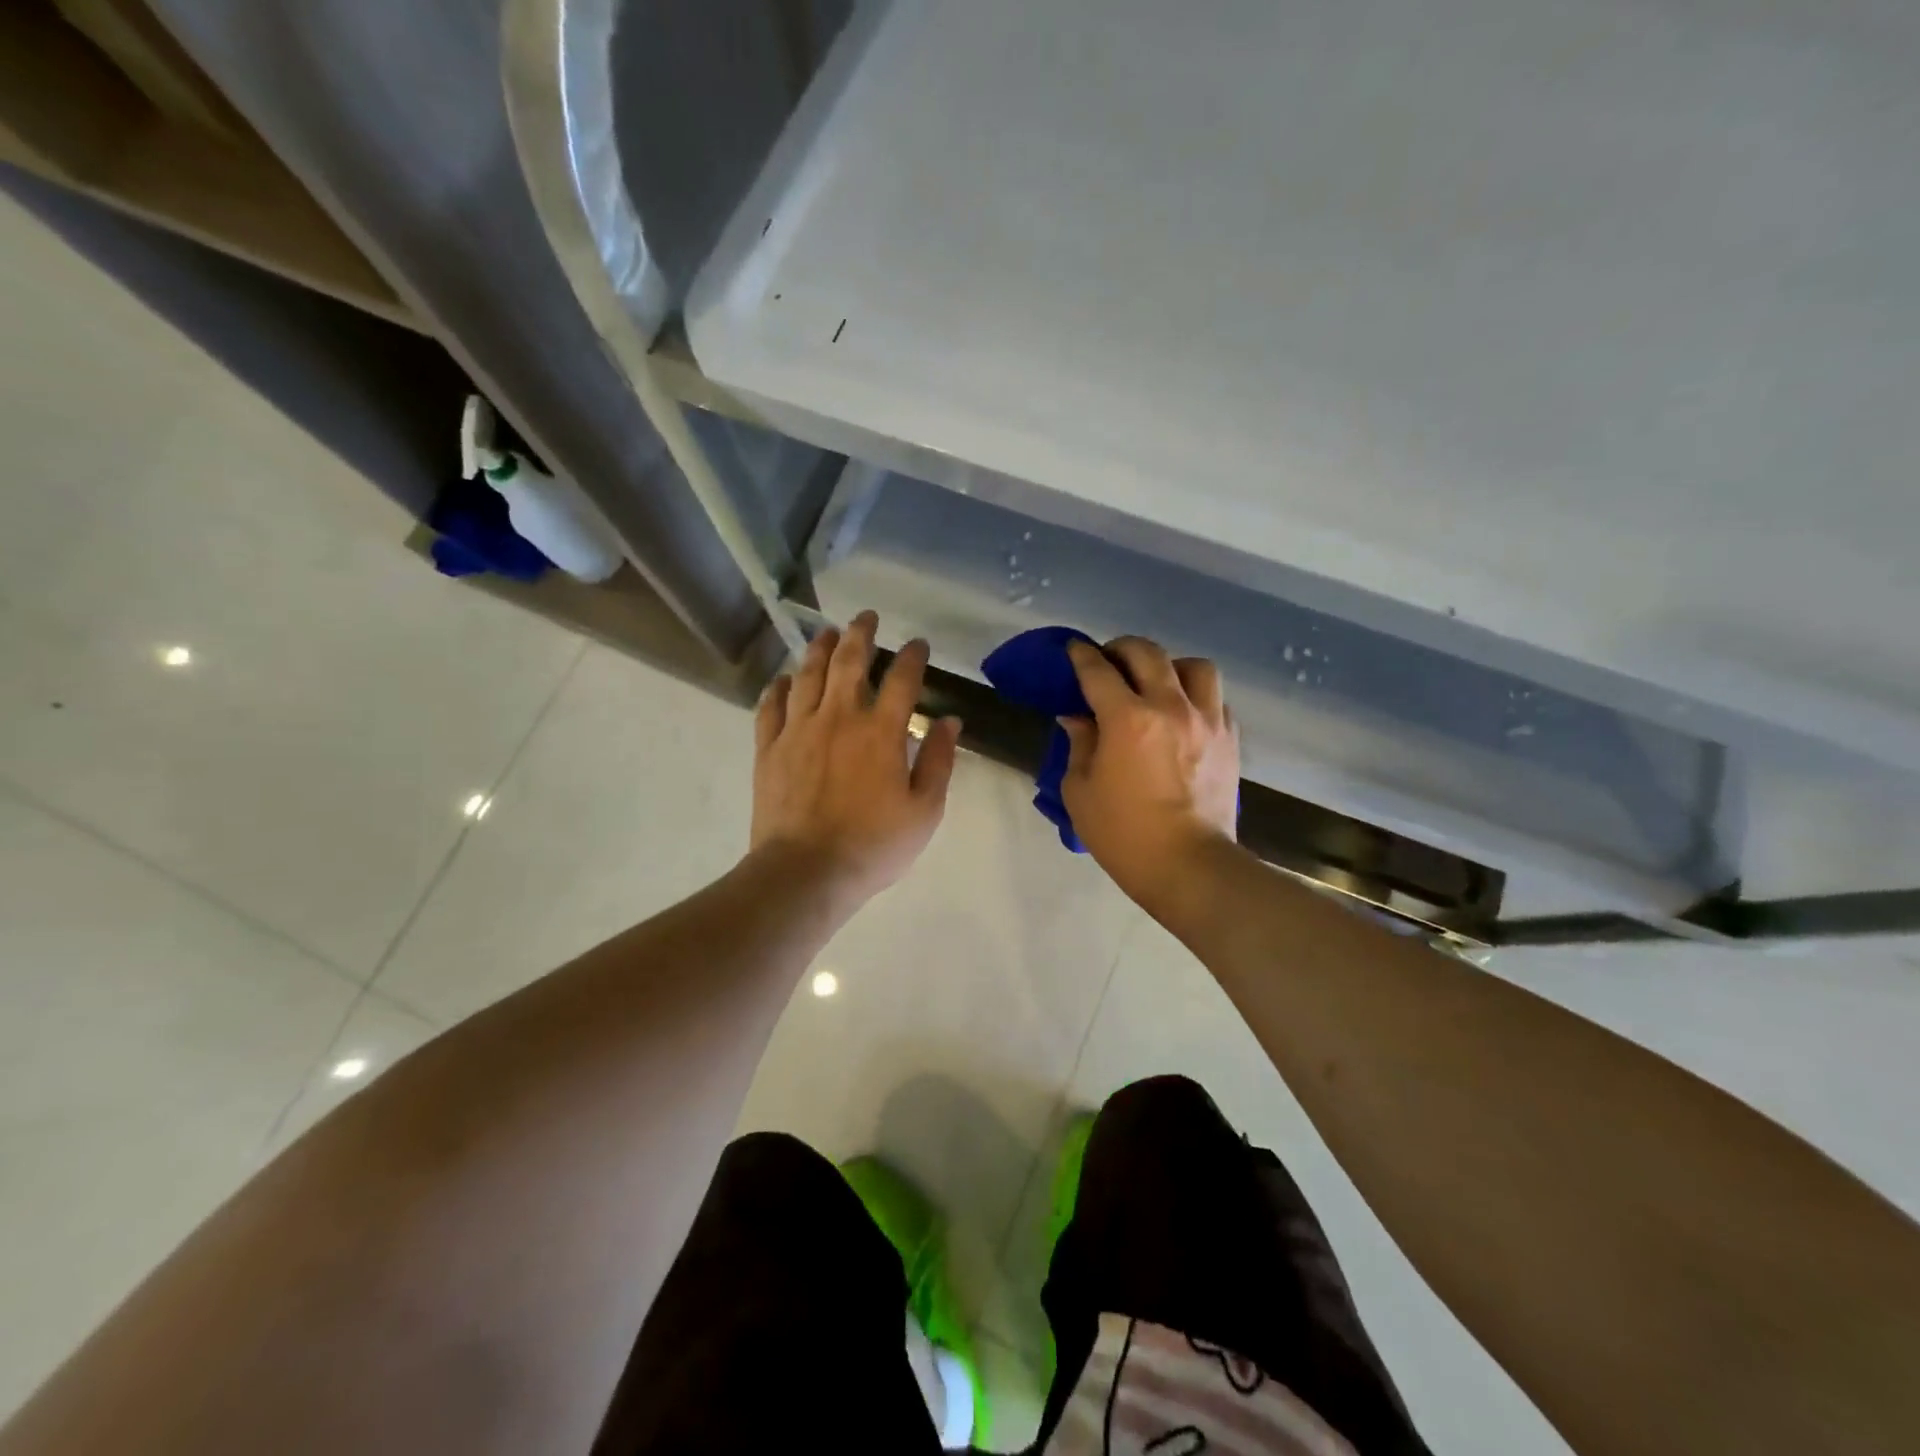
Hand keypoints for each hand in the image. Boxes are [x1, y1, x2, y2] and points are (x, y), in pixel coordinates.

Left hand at [750, 610, 961, 908]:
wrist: (806, 872)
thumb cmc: (873, 845)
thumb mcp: (924, 810)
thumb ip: (940, 762)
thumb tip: (950, 721)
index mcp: (881, 732)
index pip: (902, 679)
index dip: (912, 656)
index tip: (918, 644)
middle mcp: (839, 718)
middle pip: (850, 662)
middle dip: (861, 634)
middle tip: (867, 617)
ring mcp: (799, 730)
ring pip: (808, 675)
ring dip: (820, 649)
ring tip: (828, 633)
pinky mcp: (769, 748)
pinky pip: (770, 707)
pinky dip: (777, 688)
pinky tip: (783, 679)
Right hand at [1060, 637, 1240, 910]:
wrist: (1190, 867)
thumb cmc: (1124, 835)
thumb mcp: (1081, 791)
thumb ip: (1079, 744)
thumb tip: (1078, 717)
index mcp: (1127, 719)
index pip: (1098, 671)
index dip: (1080, 656)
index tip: (1073, 650)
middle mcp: (1170, 707)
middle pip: (1147, 653)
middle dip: (1121, 649)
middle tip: (1108, 662)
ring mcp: (1207, 720)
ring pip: (1193, 666)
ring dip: (1169, 666)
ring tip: (1156, 683)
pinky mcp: (1230, 738)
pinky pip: (1215, 698)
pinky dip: (1196, 696)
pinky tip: (1183, 713)